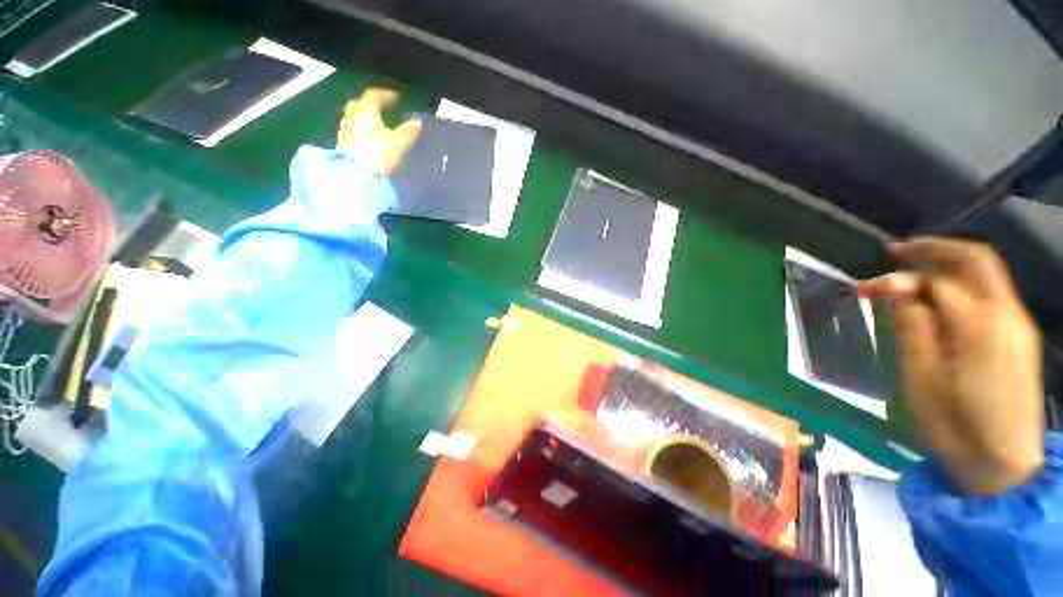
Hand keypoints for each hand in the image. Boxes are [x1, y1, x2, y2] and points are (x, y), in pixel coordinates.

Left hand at [336, 88, 421, 173]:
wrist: (358, 175)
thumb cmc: (378, 155)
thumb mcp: (398, 143)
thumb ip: (407, 132)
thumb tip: (417, 122)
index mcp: (366, 112)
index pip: (373, 96)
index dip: (386, 95)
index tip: (396, 98)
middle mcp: (352, 117)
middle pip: (358, 103)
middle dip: (370, 103)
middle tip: (381, 107)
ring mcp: (345, 131)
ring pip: (352, 116)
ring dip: (362, 116)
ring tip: (374, 123)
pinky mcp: (342, 145)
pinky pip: (350, 131)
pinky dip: (358, 129)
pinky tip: (365, 138)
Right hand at [860, 239, 1043, 494]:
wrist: (1003, 468)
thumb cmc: (956, 429)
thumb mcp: (921, 380)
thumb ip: (911, 327)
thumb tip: (897, 290)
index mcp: (980, 328)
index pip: (937, 282)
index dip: (899, 278)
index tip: (865, 288)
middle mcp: (1007, 316)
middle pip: (976, 260)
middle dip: (934, 249)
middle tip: (895, 254)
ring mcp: (1017, 326)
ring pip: (985, 275)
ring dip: (946, 268)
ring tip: (909, 279)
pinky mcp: (1018, 339)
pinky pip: (990, 296)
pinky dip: (961, 287)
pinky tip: (937, 302)